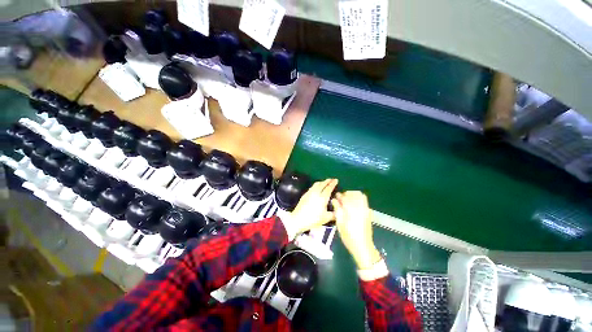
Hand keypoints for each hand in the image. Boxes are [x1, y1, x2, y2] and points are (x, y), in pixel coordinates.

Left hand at [283, 179, 337, 237]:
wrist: (298, 219)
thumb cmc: (313, 219)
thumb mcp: (326, 218)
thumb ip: (334, 214)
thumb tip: (339, 211)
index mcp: (323, 197)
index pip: (329, 188)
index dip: (333, 183)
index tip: (336, 180)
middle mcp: (316, 193)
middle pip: (322, 184)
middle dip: (327, 181)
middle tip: (332, 179)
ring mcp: (309, 193)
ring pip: (316, 184)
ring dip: (322, 182)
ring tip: (325, 182)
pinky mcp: (305, 194)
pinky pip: (312, 187)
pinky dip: (316, 185)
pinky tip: (317, 187)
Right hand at [332, 191, 380, 269]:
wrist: (363, 246)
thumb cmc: (348, 236)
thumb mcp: (339, 224)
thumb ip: (337, 210)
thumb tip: (334, 200)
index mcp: (351, 210)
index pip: (345, 197)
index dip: (339, 196)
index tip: (335, 197)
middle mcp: (360, 207)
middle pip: (353, 194)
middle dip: (346, 194)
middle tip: (340, 199)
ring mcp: (366, 209)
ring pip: (360, 195)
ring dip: (352, 195)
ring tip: (347, 200)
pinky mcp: (368, 212)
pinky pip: (364, 200)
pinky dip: (358, 198)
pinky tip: (353, 203)